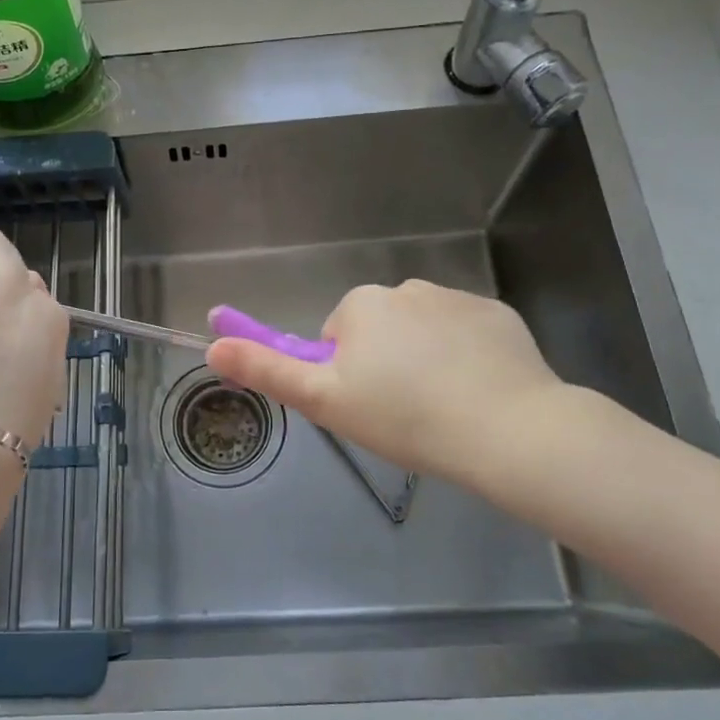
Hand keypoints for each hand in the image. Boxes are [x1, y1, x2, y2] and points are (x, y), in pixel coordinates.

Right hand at [206, 279, 589, 502]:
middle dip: (385, 363)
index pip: (339, 337)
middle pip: (381, 330)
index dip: (347, 375)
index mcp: (362, 304)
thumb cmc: (402, 417)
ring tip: (443, 409)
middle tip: (403, 413)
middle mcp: (407, 287)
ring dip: (425, 360)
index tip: (368, 407)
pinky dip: (465, 358)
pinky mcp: (499, 315)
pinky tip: (478, 394)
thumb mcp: (324, 400)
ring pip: (424, 332)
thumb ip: (265, 370)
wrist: (507, 431)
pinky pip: (466, 335)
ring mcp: (458, 298)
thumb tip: (211, 346)